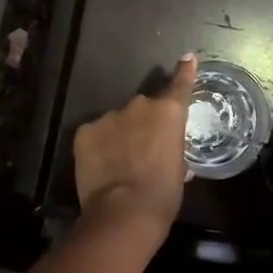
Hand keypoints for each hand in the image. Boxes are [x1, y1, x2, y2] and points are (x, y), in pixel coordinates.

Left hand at [72, 54, 196, 230]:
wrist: (123, 213)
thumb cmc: (163, 194)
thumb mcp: (179, 169)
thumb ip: (174, 148)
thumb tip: (169, 152)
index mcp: (169, 112)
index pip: (180, 84)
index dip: (184, 71)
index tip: (187, 58)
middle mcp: (140, 105)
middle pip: (144, 107)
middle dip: (145, 122)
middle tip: (144, 148)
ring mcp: (110, 115)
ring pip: (118, 120)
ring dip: (121, 134)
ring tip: (120, 161)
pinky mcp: (85, 130)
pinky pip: (96, 133)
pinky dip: (99, 145)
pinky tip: (101, 165)